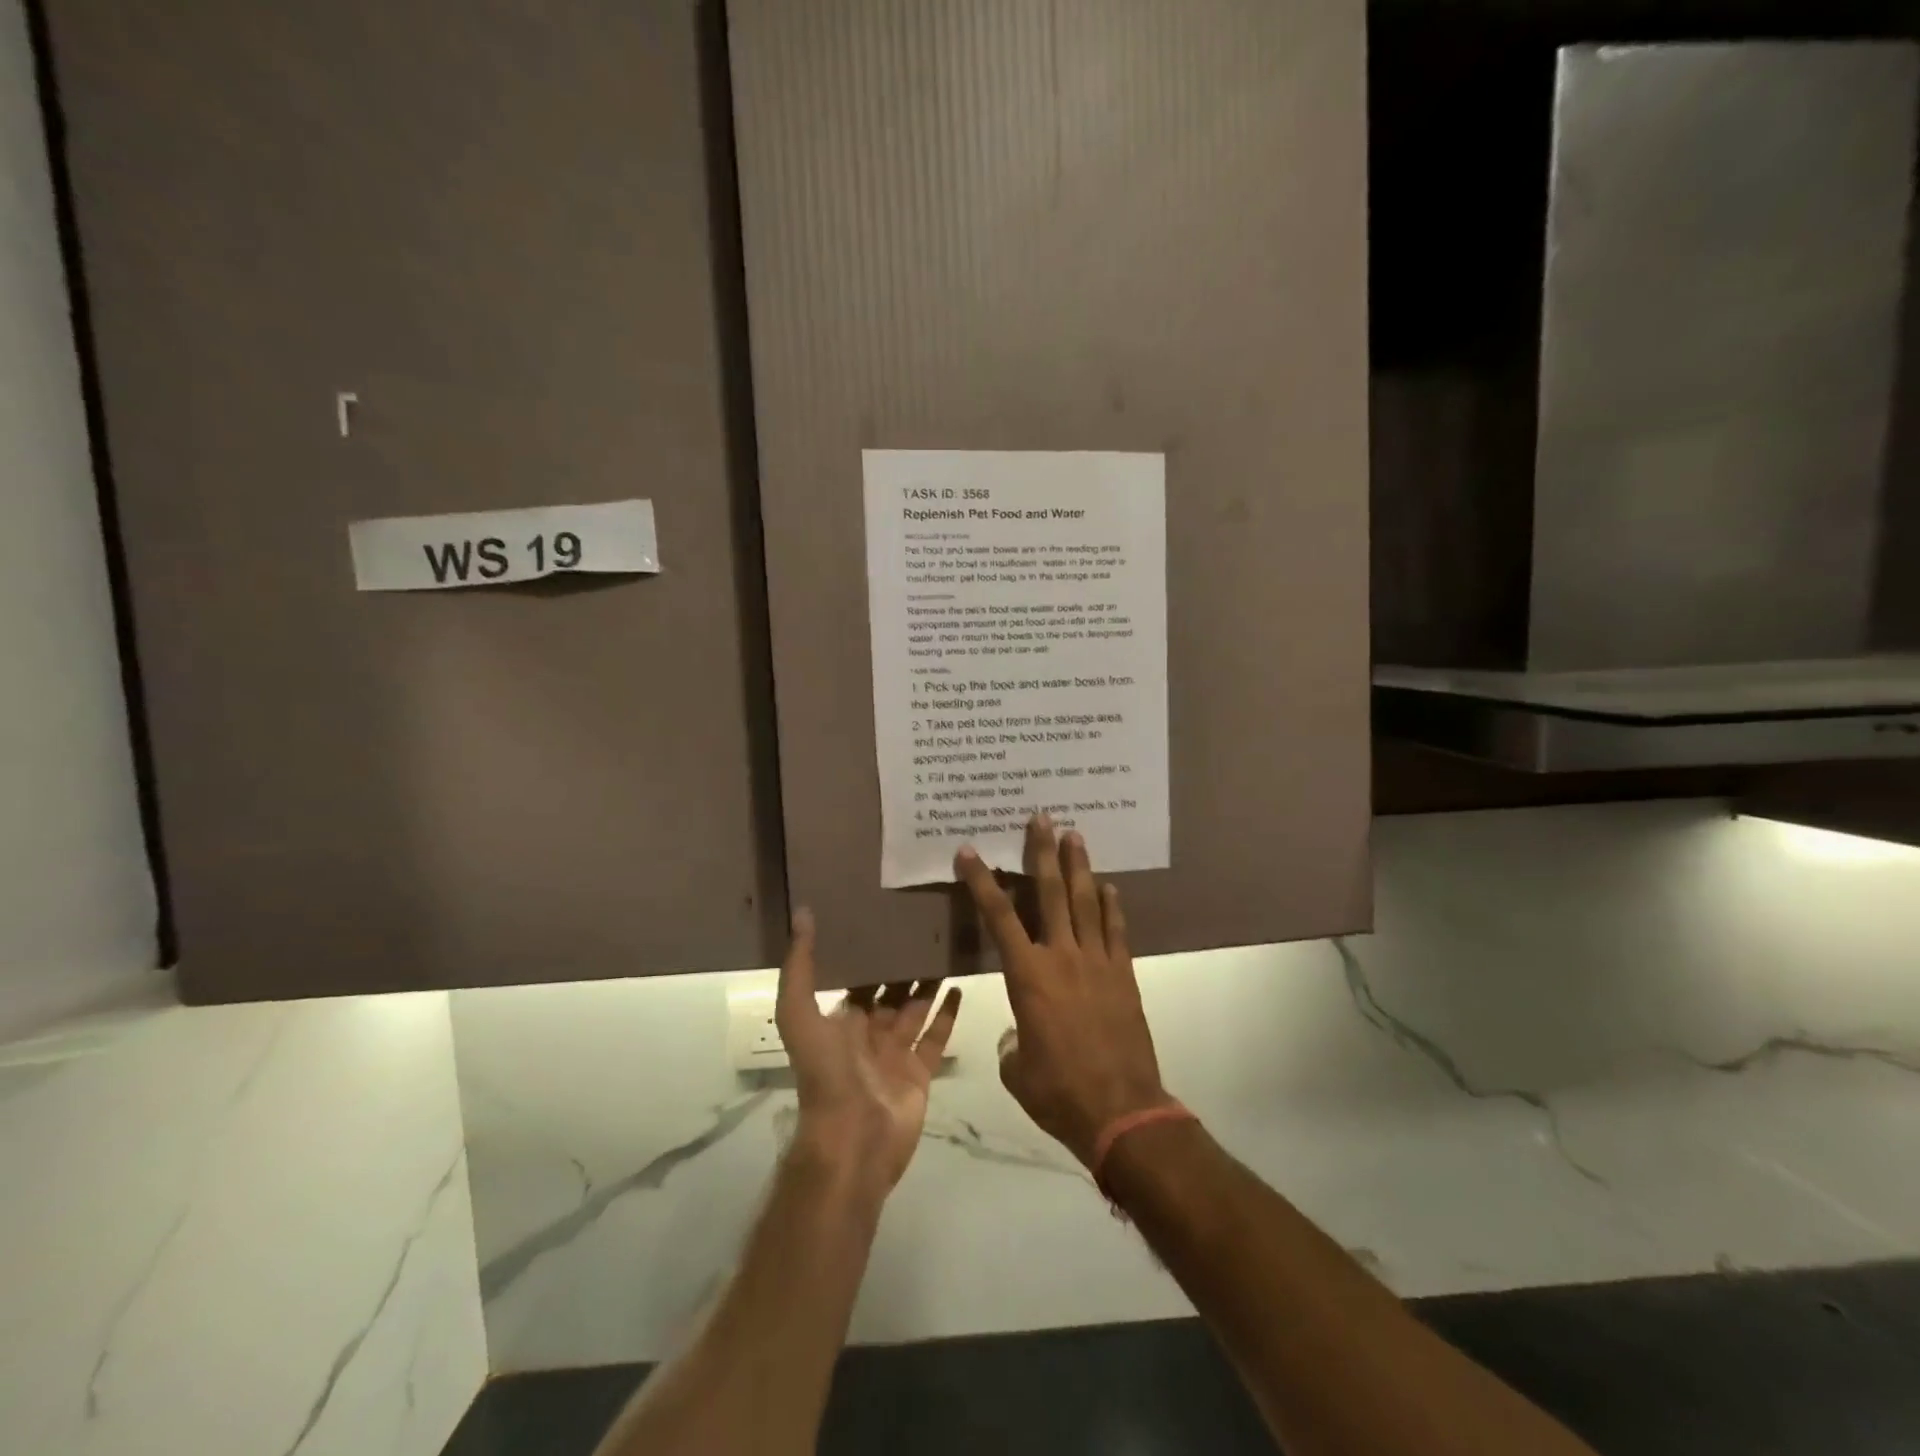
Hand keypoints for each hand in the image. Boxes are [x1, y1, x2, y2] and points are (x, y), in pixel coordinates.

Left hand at [775, 908, 962, 1194]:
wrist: (852, 1139)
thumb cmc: (826, 1073)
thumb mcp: (800, 1014)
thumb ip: (800, 967)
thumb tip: (802, 913)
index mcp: (839, 1021)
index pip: (856, 978)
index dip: (867, 952)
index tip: (884, 917)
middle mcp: (868, 1034)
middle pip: (889, 991)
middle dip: (902, 964)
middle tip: (923, 926)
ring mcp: (896, 1053)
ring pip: (915, 1009)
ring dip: (928, 982)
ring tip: (945, 948)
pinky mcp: (921, 1071)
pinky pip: (937, 1036)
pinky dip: (948, 1013)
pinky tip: (960, 985)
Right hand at [955, 815, 1170, 1166]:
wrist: (1122, 1111)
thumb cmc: (1058, 1091)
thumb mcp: (1016, 1069)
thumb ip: (1012, 1043)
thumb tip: (1018, 1034)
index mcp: (1028, 977)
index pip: (998, 917)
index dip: (982, 881)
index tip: (969, 851)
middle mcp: (1062, 957)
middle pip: (1051, 893)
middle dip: (1042, 852)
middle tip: (1041, 817)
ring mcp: (1098, 963)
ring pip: (1086, 902)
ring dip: (1079, 866)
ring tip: (1075, 834)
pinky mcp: (1124, 975)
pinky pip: (1116, 931)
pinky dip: (1112, 906)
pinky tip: (1109, 887)